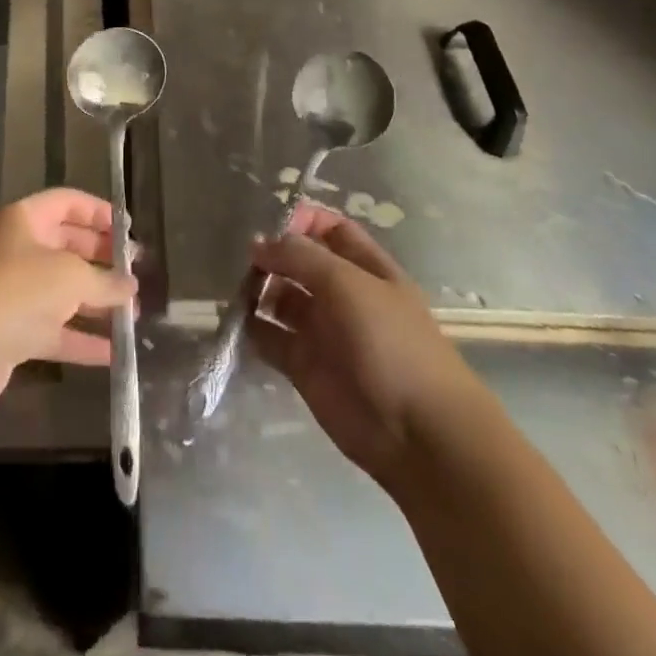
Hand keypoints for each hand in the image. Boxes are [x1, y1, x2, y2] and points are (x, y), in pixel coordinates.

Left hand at [0, 188, 136, 413]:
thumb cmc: (17, 292)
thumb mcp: (71, 278)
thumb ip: (105, 281)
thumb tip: (130, 287)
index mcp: (21, 220)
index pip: (66, 202)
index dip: (99, 212)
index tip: (129, 230)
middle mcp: (13, 249)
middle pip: (65, 245)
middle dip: (101, 259)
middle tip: (134, 273)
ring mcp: (10, 291)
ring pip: (60, 290)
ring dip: (95, 301)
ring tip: (132, 314)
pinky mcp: (9, 331)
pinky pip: (52, 328)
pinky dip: (80, 337)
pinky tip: (113, 352)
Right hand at [250, 203, 482, 483]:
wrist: (418, 433)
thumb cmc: (391, 343)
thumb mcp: (348, 284)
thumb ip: (300, 256)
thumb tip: (259, 244)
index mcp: (365, 268)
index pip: (329, 229)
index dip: (301, 221)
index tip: (269, 224)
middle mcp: (342, 295)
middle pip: (299, 262)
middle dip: (271, 255)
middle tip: (243, 259)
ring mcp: (322, 331)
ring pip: (280, 298)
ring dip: (256, 290)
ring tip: (236, 289)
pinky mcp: (304, 366)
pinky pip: (270, 338)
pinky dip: (251, 328)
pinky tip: (236, 320)